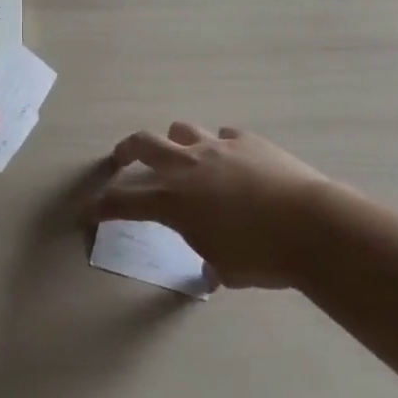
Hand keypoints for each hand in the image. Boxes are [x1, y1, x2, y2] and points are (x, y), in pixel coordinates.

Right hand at [90, 122, 334, 287]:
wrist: (311, 225)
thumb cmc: (263, 256)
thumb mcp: (226, 268)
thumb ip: (208, 258)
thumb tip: (211, 266)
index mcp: (174, 201)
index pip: (124, 202)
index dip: (102, 207)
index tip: (87, 211)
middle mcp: (187, 166)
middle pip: (143, 144)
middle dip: (126, 150)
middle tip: (120, 158)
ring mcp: (216, 147)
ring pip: (181, 129)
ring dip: (175, 142)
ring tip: (181, 155)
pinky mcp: (246, 140)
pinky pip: (223, 136)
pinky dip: (219, 147)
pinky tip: (231, 161)